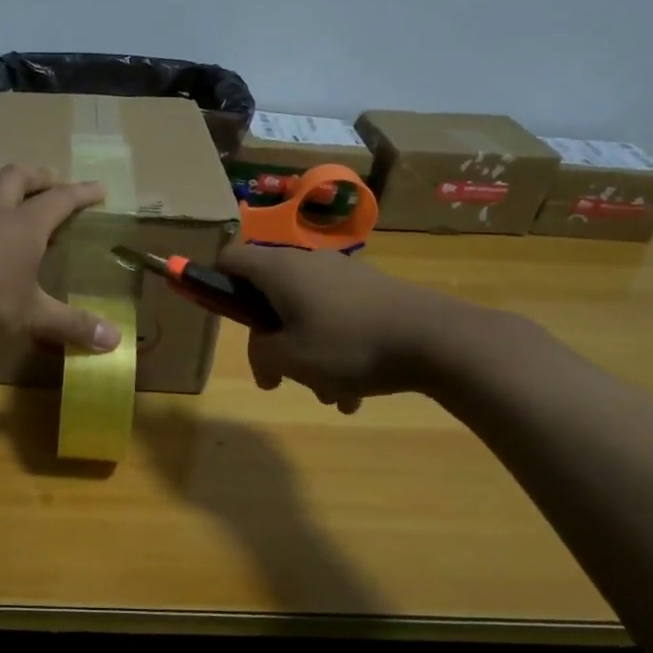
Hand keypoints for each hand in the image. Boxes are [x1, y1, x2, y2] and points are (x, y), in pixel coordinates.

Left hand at [0, 165, 120, 351]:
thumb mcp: (31, 312)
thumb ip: (70, 324)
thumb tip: (115, 342)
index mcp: (27, 225)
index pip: (61, 200)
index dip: (82, 193)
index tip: (99, 189)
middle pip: (18, 178)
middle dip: (38, 176)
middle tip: (50, 178)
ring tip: (5, 178)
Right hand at [215, 243, 483, 411]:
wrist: (437, 339)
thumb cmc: (349, 346)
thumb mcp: (291, 359)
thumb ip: (260, 353)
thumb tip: (264, 350)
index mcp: (279, 269)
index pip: (229, 258)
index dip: (214, 282)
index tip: (223, 317)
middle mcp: (308, 263)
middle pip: (268, 294)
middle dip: (268, 340)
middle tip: (275, 378)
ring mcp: (344, 275)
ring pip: (305, 313)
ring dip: (306, 354)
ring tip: (327, 394)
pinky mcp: (372, 292)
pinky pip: (337, 319)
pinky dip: (336, 351)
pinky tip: (353, 392)